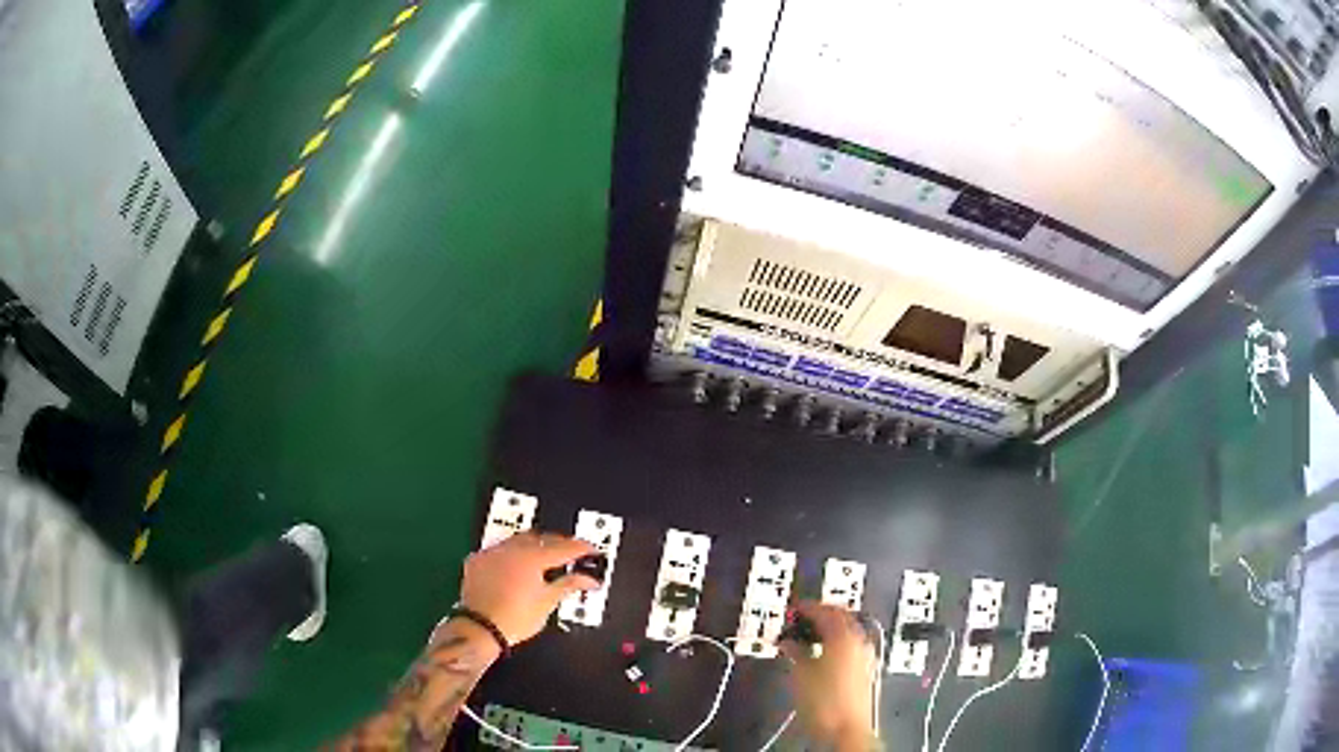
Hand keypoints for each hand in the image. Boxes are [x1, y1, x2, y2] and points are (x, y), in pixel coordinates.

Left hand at [458, 532, 599, 644]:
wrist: (479, 628)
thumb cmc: (516, 619)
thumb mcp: (547, 602)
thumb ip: (569, 585)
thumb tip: (589, 580)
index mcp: (532, 558)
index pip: (564, 547)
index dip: (581, 548)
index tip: (591, 550)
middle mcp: (511, 549)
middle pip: (541, 538)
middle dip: (558, 543)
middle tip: (570, 554)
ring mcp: (492, 552)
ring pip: (518, 540)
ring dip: (533, 545)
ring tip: (543, 557)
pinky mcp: (477, 560)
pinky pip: (499, 549)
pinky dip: (511, 553)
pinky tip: (515, 564)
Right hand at [780, 602, 877, 750]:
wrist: (847, 729)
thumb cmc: (823, 700)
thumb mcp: (801, 673)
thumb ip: (795, 651)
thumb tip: (788, 641)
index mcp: (844, 635)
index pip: (825, 611)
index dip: (806, 608)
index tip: (792, 609)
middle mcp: (859, 640)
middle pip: (840, 617)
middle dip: (820, 615)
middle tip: (799, 619)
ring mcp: (865, 654)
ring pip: (847, 630)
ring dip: (828, 628)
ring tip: (807, 637)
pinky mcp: (866, 669)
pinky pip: (850, 644)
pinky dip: (835, 641)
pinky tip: (822, 653)